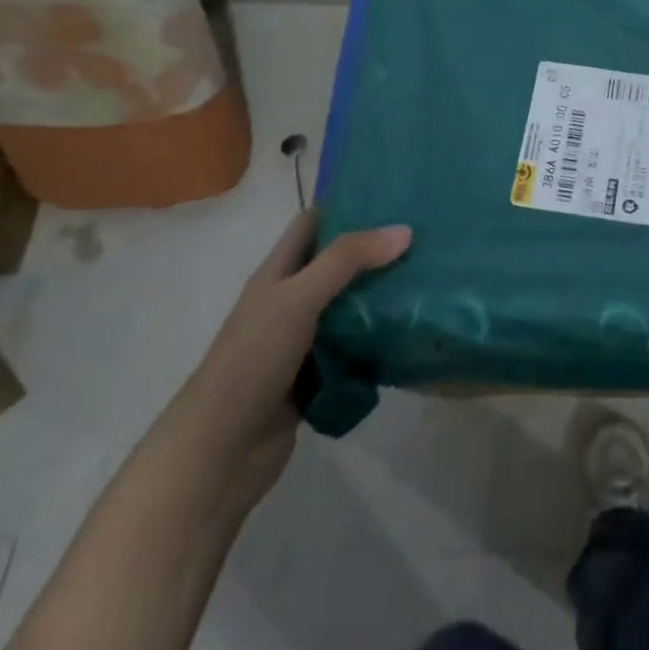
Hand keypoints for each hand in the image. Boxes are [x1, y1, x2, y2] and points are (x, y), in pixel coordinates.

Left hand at [160, 208, 410, 506]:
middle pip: (338, 264)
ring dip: (381, 297)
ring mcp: (303, 341)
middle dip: (376, 251)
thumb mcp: (298, 298)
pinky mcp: (317, 377)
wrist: (219, 454)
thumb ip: (347, 261)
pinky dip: (377, 340)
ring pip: (349, 307)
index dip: (348, 205)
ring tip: (429, 280)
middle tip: (426, 238)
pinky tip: (411, 332)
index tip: (395, 195)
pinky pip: (354, 349)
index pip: (313, 223)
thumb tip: (405, 230)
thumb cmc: (252, 362)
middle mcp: (291, 301)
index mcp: (278, 273)